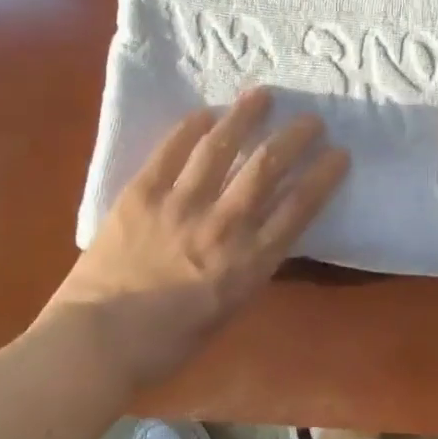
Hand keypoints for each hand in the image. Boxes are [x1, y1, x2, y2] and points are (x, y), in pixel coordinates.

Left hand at [49, 89, 349, 391]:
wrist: (97, 344)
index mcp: (248, 263)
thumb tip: (261, 234)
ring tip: (262, 94)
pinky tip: (205, 112)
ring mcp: (180, 205)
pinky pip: (171, 152)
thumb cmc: (166, 343)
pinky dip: (190, 128)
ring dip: (245, 117)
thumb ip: (248, 267)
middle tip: (310, 119)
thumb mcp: (227, 310)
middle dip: (294, 138)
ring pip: (221, 149)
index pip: (299, 209)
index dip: (324, 176)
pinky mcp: (142, 193)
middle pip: (266, 169)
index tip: (340, 153)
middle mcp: (222, 226)